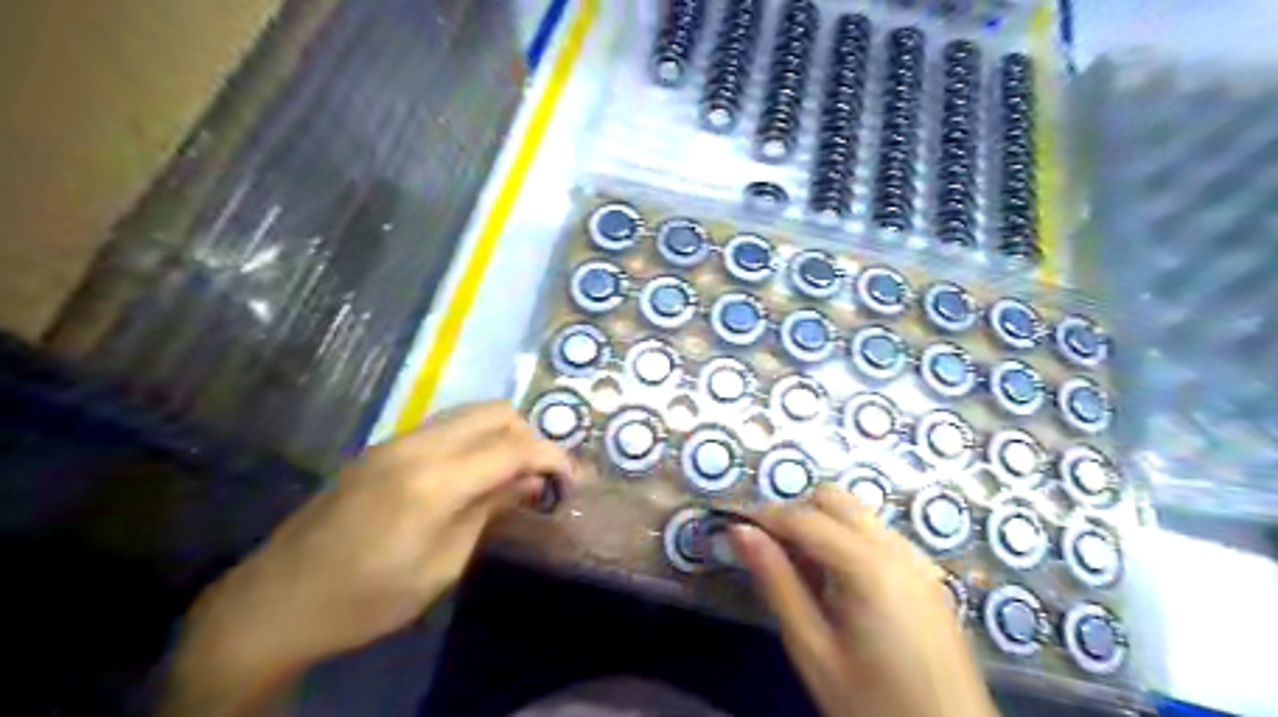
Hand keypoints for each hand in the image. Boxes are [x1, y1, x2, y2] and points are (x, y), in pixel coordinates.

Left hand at [163, 403, 572, 716]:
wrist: (274, 602)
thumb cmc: (366, 598)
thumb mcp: (442, 565)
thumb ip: (489, 511)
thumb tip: (531, 482)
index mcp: (434, 481)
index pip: (513, 447)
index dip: (552, 457)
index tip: (571, 479)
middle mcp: (417, 445)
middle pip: (494, 413)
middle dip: (529, 436)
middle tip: (539, 476)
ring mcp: (395, 441)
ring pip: (469, 413)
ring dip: (501, 435)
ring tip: (511, 474)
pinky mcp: (382, 448)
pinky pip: (444, 427)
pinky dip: (472, 440)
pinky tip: (472, 474)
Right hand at [728, 482, 997, 716]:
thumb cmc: (872, 703)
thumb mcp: (812, 648)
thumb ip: (776, 582)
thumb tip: (740, 532)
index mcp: (869, 565)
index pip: (804, 517)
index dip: (764, 516)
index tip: (734, 527)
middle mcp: (897, 548)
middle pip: (834, 499)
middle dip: (796, 514)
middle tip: (771, 552)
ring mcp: (916, 558)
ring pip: (856, 512)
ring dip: (822, 524)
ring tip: (802, 572)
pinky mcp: (926, 574)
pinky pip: (877, 534)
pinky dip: (847, 539)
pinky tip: (838, 584)